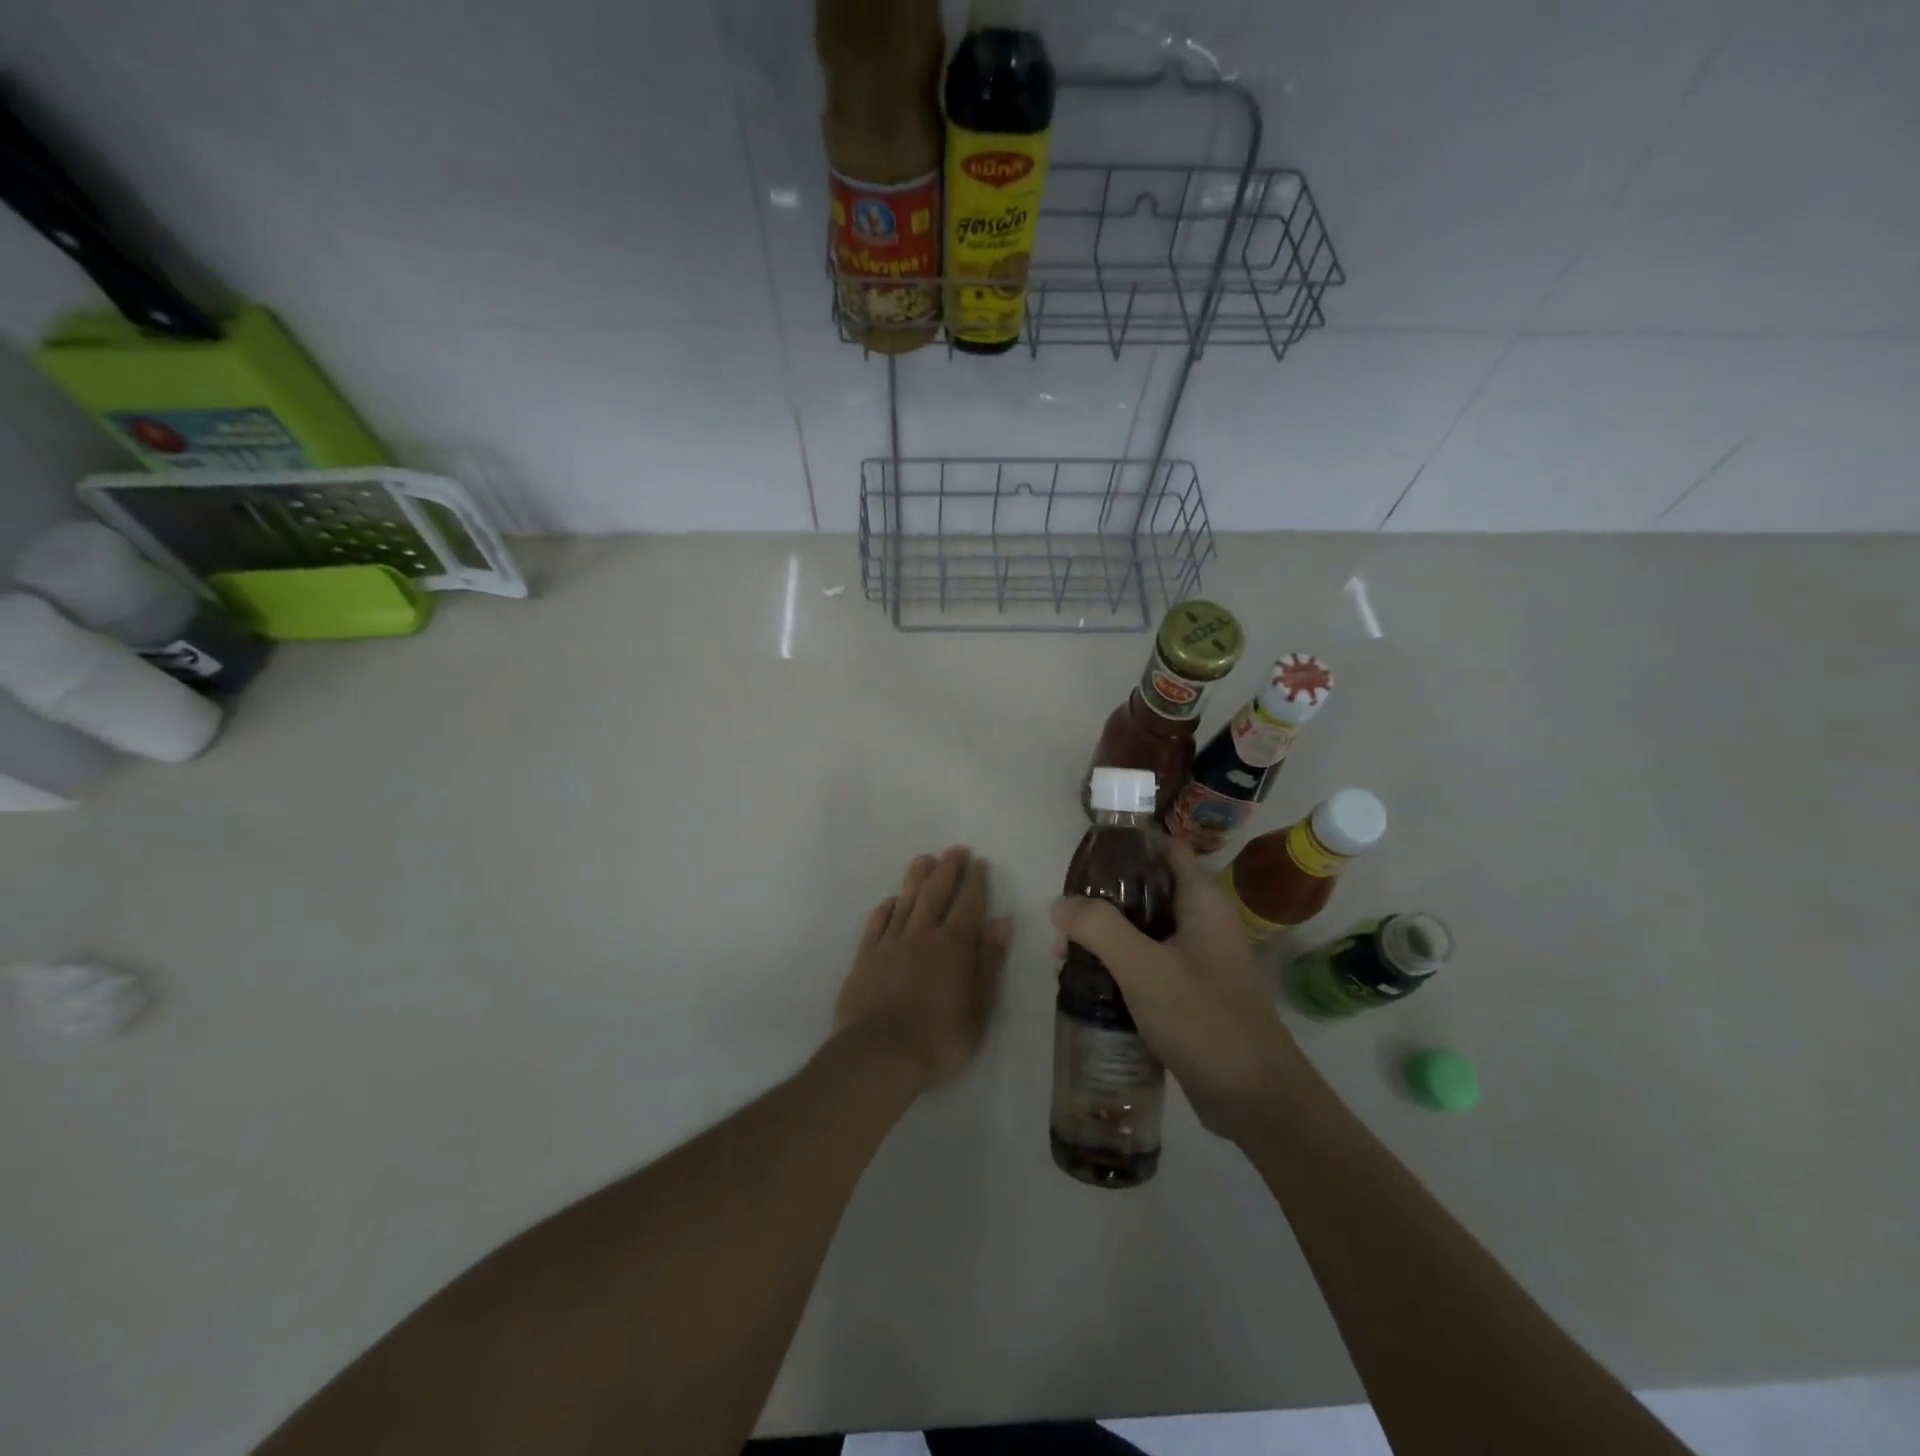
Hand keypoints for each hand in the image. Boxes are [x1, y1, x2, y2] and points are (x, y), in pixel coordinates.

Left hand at [834, 846, 1009, 1093]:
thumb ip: (989, 962)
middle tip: (954, 849)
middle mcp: (922, 935)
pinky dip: (884, 910)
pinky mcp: (865, 958)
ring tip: (923, 859)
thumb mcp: (979, 1007)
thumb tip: (1000, 923)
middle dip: (947, 869)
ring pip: (905, 902)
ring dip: (916, 879)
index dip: (976, 882)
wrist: (879, 1054)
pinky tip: (889, 901)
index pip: (969, 905)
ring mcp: (890, 944)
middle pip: (936, 894)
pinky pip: (876, 926)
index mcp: (954, 946)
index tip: (980, 862)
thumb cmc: (939, 1038)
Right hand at [1052, 841, 1305, 1142]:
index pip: (1164, 849)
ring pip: (1142, 928)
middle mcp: (1201, 921)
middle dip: (1103, 898)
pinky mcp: (1189, 991)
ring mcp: (1196, 958)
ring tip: (1064, 953)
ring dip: (1105, 934)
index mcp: (1201, 901)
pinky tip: (1087, 981)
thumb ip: (1099, 927)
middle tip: (1063, 918)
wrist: (1254, 1098)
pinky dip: (1118, 963)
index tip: (1085, 858)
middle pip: (1146, 889)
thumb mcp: (1144, 967)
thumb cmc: (1203, 1019)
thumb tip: (1060, 905)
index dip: (1127, 845)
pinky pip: (1147, 962)